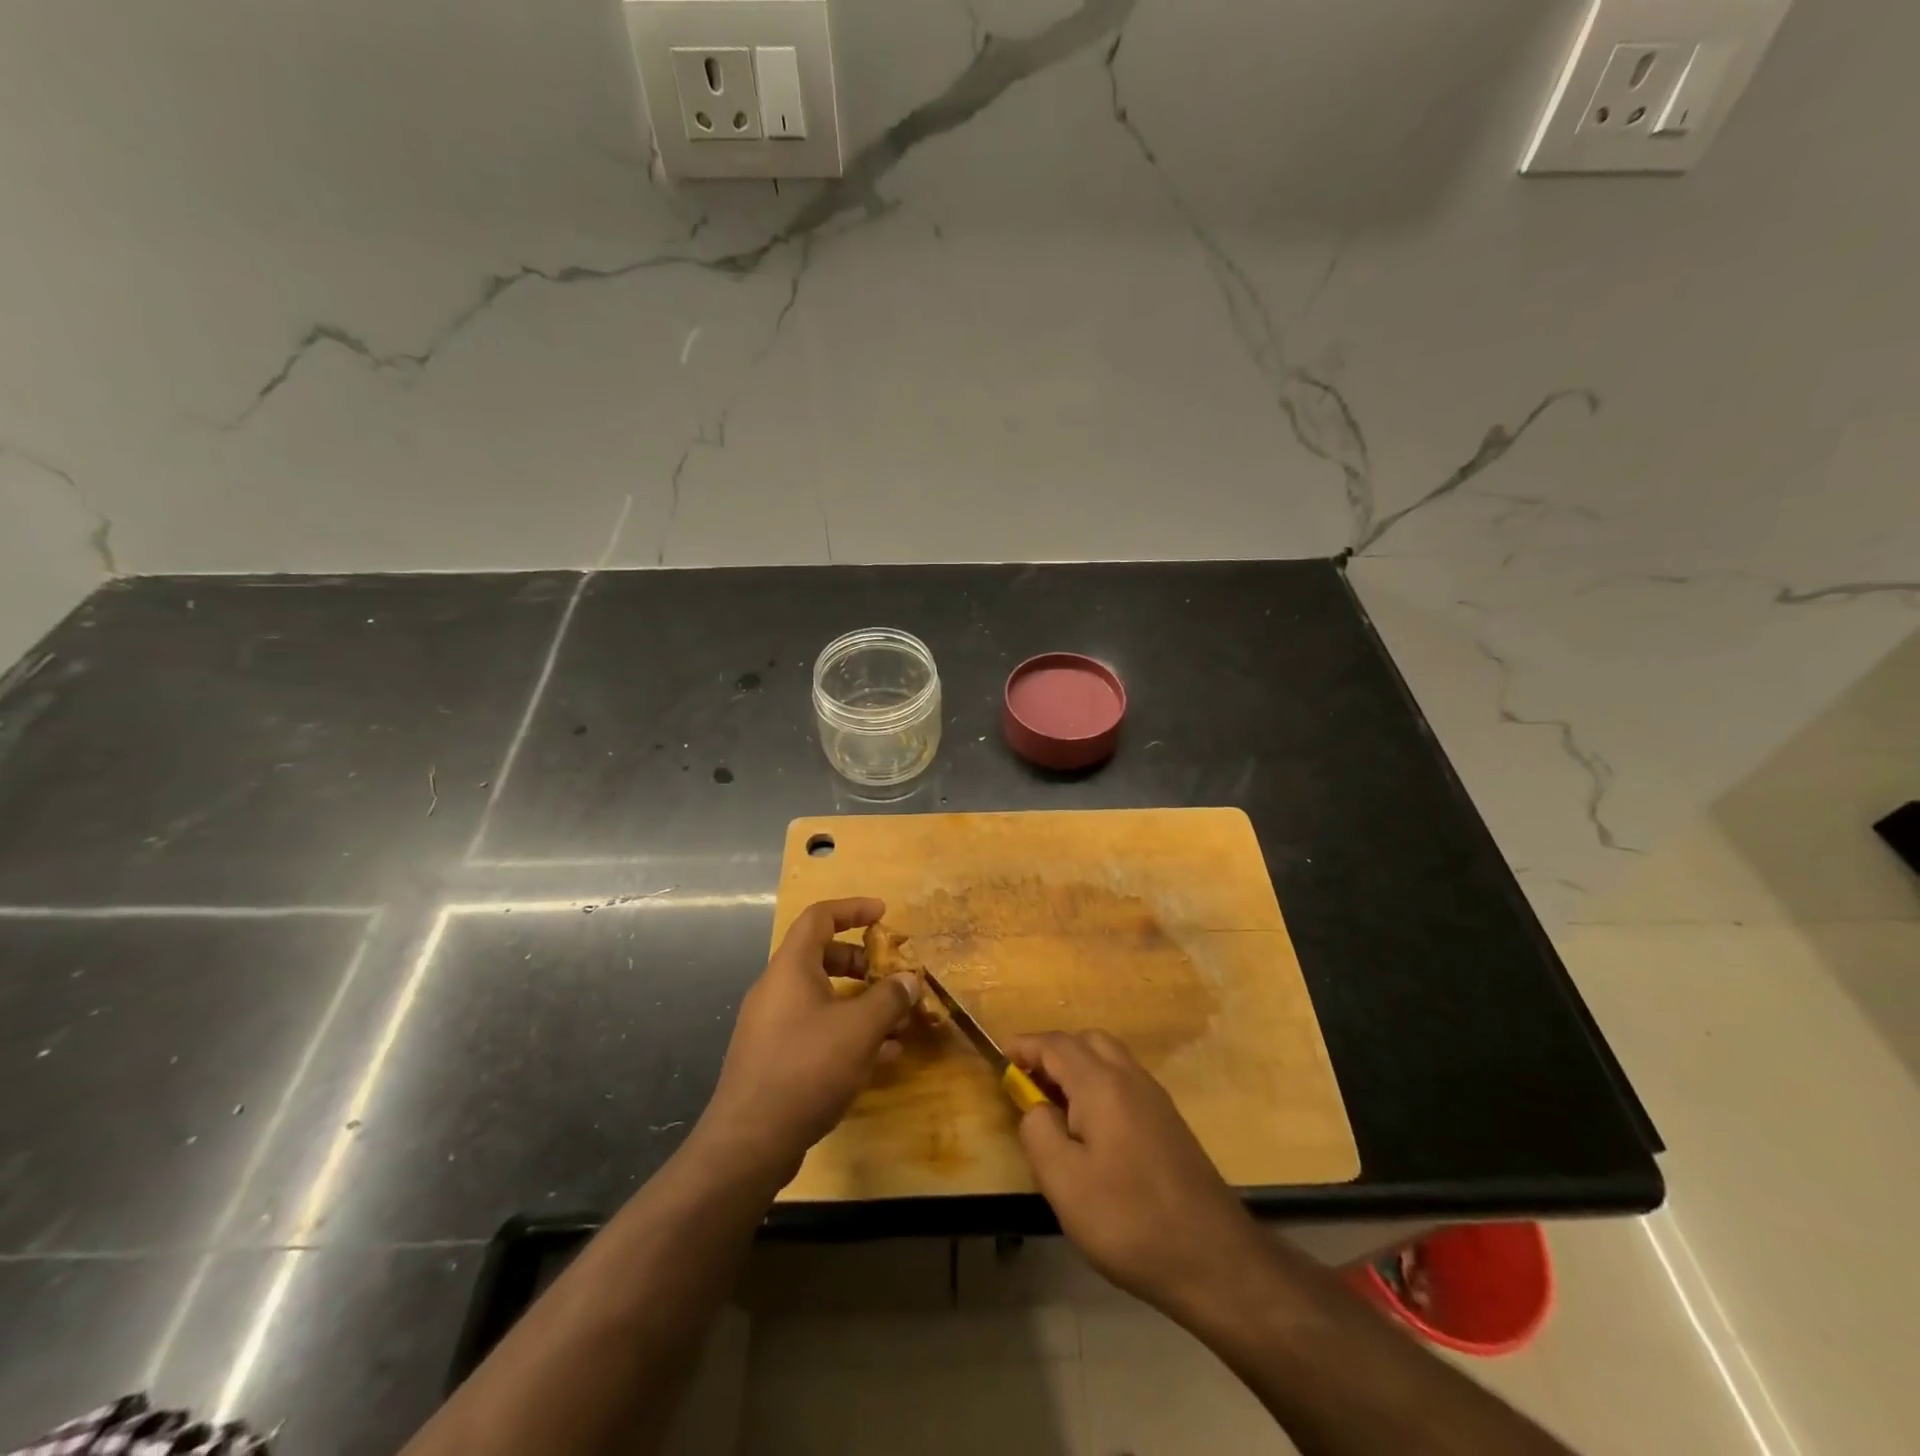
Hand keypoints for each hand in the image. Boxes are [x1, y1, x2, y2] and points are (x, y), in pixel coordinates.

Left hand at [696, 898, 921, 1186]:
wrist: (749, 1141)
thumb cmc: (806, 1068)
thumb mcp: (859, 1029)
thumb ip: (889, 998)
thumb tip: (910, 979)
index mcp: (791, 968)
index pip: (819, 917)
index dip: (852, 909)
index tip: (883, 913)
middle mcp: (777, 989)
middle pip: (822, 957)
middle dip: (862, 962)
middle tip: (892, 974)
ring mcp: (772, 1025)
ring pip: (823, 998)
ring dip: (861, 1002)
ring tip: (897, 1021)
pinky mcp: (775, 1059)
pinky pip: (817, 1030)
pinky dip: (848, 1032)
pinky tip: (880, 1057)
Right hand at [1010, 1030, 1264, 1316]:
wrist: (1213, 1258)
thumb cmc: (1129, 1220)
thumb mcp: (1064, 1183)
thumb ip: (1038, 1132)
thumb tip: (1034, 1106)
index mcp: (1101, 1084)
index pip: (1055, 1045)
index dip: (1025, 1046)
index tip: (999, 1056)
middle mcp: (1130, 1078)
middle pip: (1086, 1041)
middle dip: (1052, 1051)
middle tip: (1026, 1081)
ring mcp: (1155, 1097)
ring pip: (1109, 1056)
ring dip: (1077, 1064)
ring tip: (1054, 1102)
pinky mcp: (1169, 1120)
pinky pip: (1125, 1079)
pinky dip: (1099, 1081)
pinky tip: (1091, 1124)